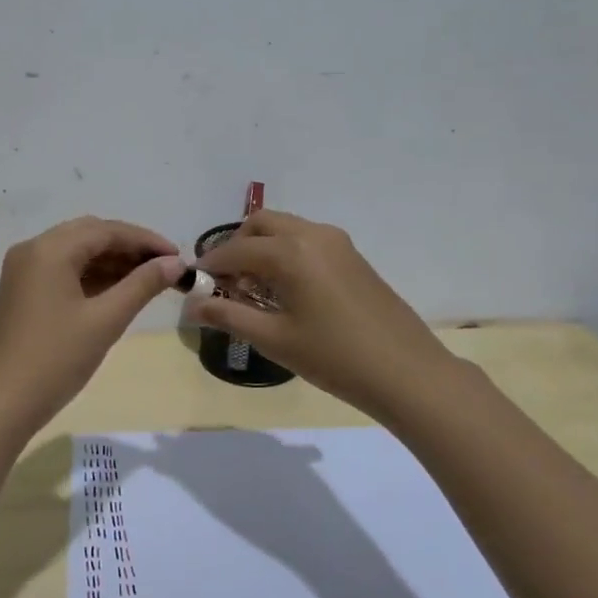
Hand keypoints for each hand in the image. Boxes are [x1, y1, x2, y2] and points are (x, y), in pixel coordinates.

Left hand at [0, 217, 183, 432]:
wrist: (0, 404)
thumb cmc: (55, 359)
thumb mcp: (105, 321)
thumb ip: (142, 286)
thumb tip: (175, 263)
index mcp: (49, 249)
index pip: (106, 230)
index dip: (146, 240)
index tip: (179, 257)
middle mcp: (32, 250)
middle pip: (90, 236)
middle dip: (129, 249)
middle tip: (165, 269)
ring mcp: (23, 271)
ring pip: (76, 253)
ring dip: (111, 262)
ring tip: (148, 282)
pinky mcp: (22, 292)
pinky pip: (63, 271)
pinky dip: (91, 276)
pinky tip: (118, 292)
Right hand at [192, 210, 459, 419]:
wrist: (406, 372)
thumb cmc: (333, 357)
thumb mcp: (273, 339)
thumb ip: (228, 316)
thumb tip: (191, 307)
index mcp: (289, 252)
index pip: (234, 251)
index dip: (209, 267)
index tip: (193, 286)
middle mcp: (311, 234)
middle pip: (260, 225)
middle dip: (235, 248)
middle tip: (224, 284)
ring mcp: (336, 242)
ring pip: (285, 229)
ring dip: (261, 249)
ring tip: (253, 290)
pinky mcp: (352, 255)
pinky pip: (306, 241)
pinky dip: (285, 253)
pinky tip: (285, 291)